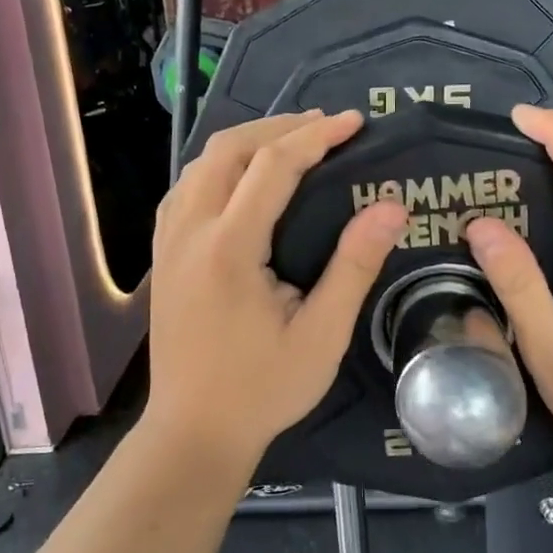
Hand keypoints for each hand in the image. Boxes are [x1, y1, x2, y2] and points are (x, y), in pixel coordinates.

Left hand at [147, 110, 409, 471]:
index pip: (272, 166)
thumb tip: (390, 208)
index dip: (316, 137)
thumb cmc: (262, 389)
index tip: (354, 122)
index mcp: (229, 247)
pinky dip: (219, 167)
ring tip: (291, 143)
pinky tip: (243, 179)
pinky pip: (186, 187)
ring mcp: (168, 241)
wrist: (192, 431)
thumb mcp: (321, 335)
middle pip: (228, 149)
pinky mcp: (162, 254)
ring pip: (200, 163)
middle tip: (325, 127)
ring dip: (246, 142)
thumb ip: (353, 266)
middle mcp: (190, 231)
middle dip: (278, 126)